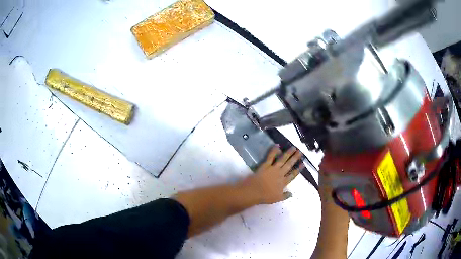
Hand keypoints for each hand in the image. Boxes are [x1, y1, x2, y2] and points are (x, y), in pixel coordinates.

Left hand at [243, 146, 303, 204]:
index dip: (298, 169)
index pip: (293, 175)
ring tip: (293, 147)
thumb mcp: (277, 199)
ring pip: (283, 159)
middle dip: (295, 158)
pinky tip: (277, 145)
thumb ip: (285, 196)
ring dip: (288, 153)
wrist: (254, 191)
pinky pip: (270, 156)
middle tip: (300, 152)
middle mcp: (280, 174)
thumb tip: (292, 194)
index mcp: (284, 182)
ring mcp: (273, 168)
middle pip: (289, 164)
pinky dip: (274, 150)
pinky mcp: (266, 165)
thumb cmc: (265, 197)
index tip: (303, 164)